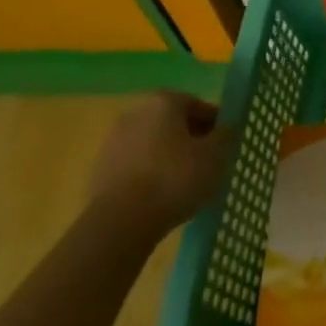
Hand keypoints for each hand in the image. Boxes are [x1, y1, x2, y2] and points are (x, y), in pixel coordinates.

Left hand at [90, 91, 231, 235]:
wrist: (120, 222)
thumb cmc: (174, 178)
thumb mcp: (216, 155)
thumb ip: (226, 135)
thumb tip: (226, 128)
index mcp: (164, 102)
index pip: (198, 106)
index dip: (215, 125)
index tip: (224, 146)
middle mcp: (135, 113)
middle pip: (172, 123)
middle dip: (190, 140)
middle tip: (206, 164)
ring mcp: (113, 142)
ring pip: (152, 145)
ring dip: (168, 158)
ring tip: (184, 185)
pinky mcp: (99, 171)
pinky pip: (135, 167)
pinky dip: (148, 175)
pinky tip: (160, 198)